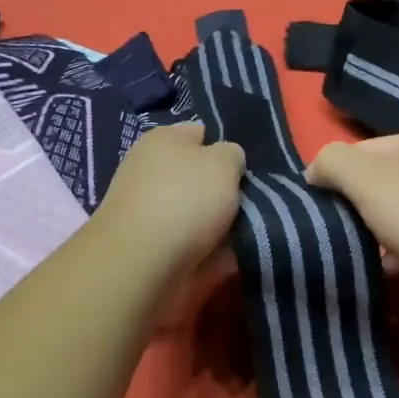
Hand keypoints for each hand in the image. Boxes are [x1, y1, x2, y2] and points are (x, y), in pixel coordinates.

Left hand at [94, 123, 244, 275]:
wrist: (143, 264)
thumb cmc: (184, 199)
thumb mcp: (223, 161)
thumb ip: (232, 155)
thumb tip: (227, 160)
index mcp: (163, 141)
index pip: (199, 133)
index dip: (225, 147)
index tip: (247, 167)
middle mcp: (153, 172)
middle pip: (201, 177)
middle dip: (227, 189)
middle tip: (256, 200)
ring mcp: (152, 213)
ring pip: (201, 213)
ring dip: (225, 224)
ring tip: (253, 230)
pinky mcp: (156, 249)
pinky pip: (197, 245)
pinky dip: (215, 252)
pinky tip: (236, 256)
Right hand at [306, 131, 398, 286]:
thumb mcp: (367, 179)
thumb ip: (333, 163)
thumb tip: (314, 171)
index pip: (360, 150)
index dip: (333, 174)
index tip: (316, 206)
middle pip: (380, 182)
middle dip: (355, 205)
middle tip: (335, 231)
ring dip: (376, 232)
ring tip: (358, 253)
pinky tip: (389, 269)